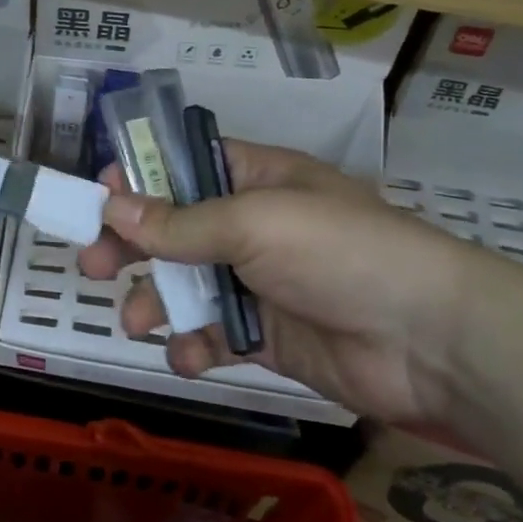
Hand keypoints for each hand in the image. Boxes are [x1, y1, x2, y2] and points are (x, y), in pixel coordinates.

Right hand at [77, 140, 518, 427]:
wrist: (431, 343)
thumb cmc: (340, 253)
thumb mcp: (254, 223)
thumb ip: (179, 222)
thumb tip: (112, 207)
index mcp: (258, 181)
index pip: (186, 167)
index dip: (141, 177)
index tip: (98, 196)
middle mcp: (254, 227)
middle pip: (175, 229)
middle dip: (133, 246)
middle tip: (91, 264)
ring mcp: (260, 284)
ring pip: (188, 286)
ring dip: (157, 302)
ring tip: (136, 321)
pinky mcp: (267, 337)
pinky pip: (214, 336)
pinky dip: (193, 346)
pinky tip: (186, 355)